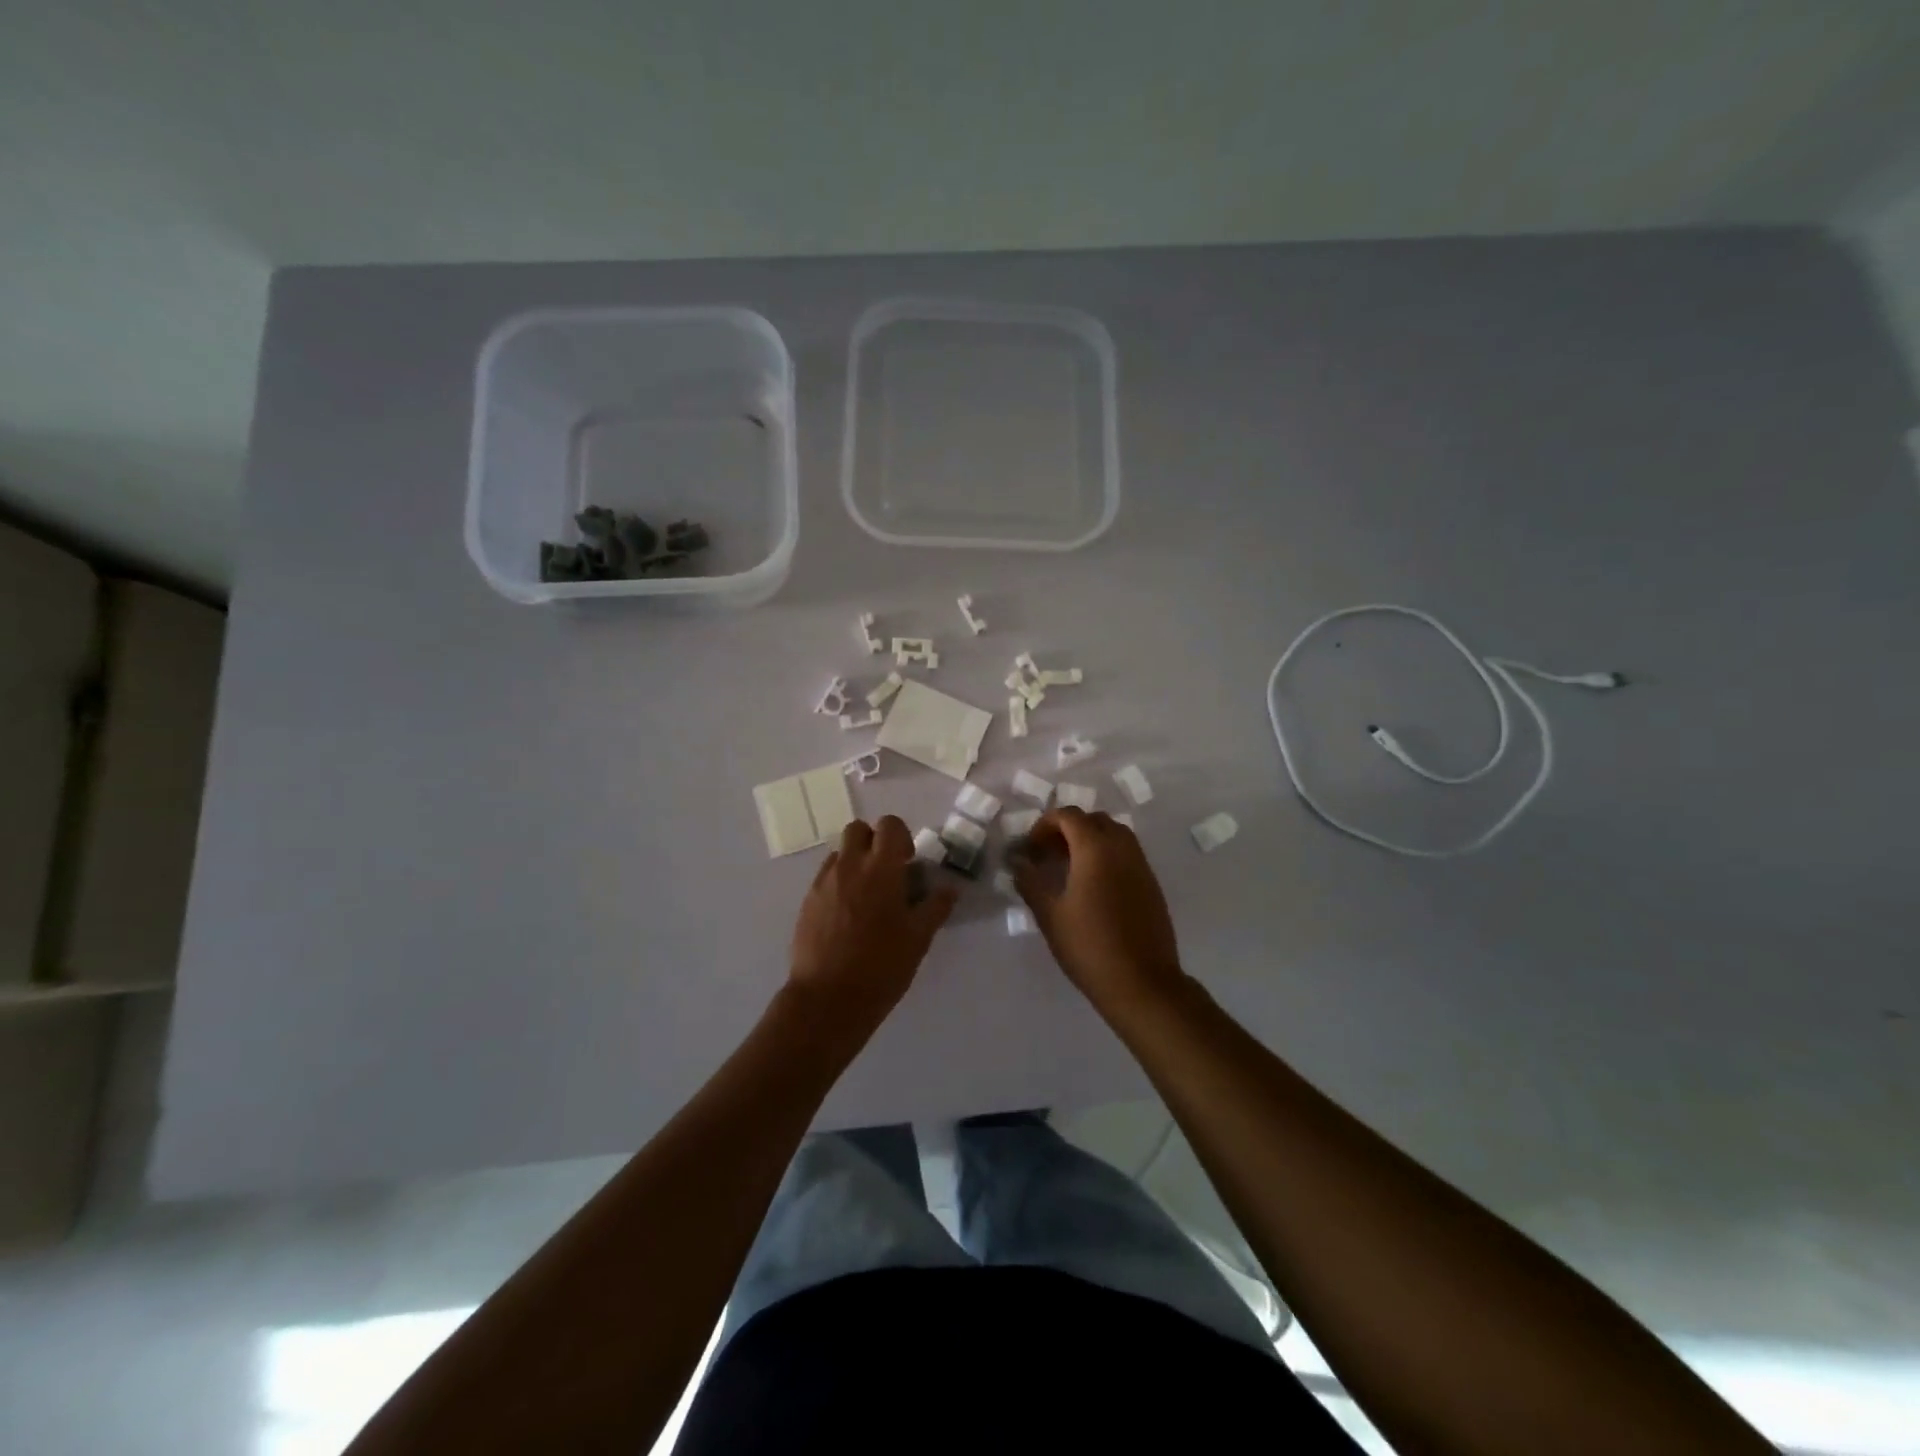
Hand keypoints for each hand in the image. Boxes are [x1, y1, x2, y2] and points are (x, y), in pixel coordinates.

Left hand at [788, 816, 957, 1029]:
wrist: (828, 999)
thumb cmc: (881, 966)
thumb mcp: (918, 939)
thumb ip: (935, 908)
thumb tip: (949, 889)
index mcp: (881, 869)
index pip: (889, 825)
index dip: (901, 837)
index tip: (908, 862)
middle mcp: (849, 866)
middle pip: (858, 829)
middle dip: (874, 841)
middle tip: (887, 871)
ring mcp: (824, 882)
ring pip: (839, 852)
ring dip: (855, 861)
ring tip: (867, 895)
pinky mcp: (807, 901)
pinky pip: (825, 876)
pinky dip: (839, 882)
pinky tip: (848, 914)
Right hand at [1013, 808, 1185, 1010]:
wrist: (1142, 982)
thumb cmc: (1089, 946)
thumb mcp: (1050, 915)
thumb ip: (1030, 882)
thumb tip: (1017, 862)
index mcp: (1095, 848)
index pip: (1069, 815)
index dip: (1044, 825)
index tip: (1030, 849)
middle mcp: (1122, 847)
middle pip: (1093, 820)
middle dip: (1067, 830)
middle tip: (1048, 856)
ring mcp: (1141, 865)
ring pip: (1114, 835)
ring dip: (1089, 841)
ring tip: (1069, 869)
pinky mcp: (1151, 883)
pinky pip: (1127, 854)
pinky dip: (1107, 856)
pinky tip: (1093, 887)